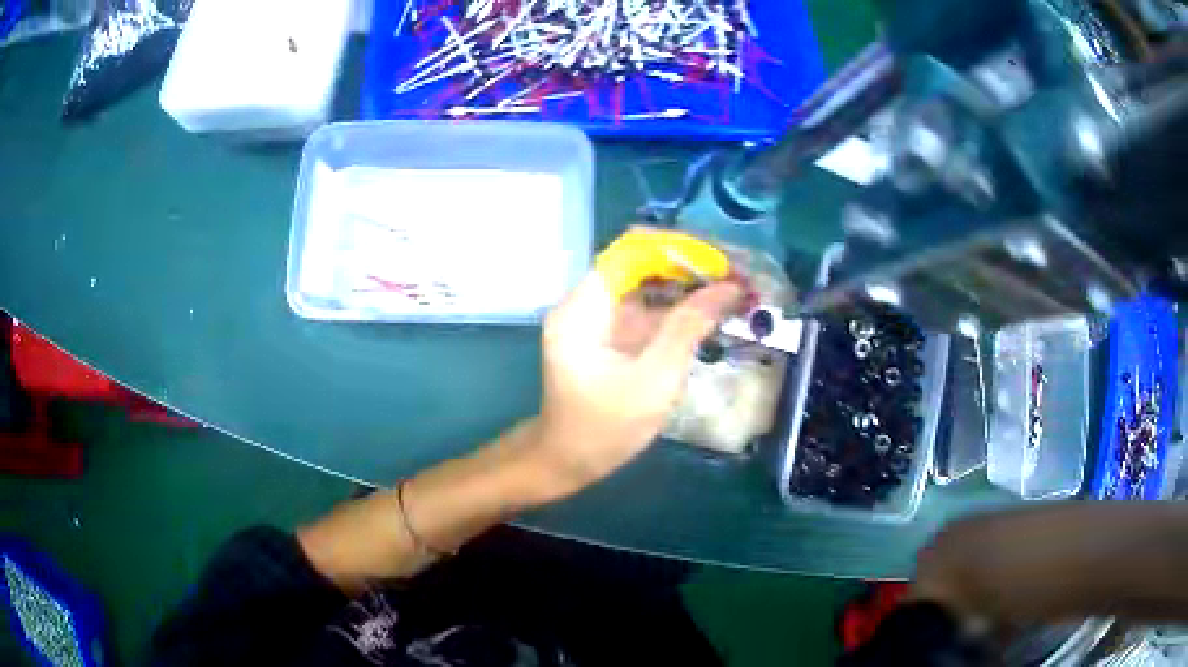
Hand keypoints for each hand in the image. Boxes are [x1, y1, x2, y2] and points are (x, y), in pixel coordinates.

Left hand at [525, 258, 740, 496]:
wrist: (567, 461)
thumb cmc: (605, 429)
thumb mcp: (654, 380)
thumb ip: (688, 328)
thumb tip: (728, 288)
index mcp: (583, 308)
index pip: (631, 251)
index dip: (678, 250)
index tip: (721, 264)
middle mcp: (586, 302)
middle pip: (640, 263)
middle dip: (689, 266)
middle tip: (736, 278)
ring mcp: (596, 317)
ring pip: (646, 284)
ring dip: (687, 285)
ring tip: (731, 291)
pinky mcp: (608, 333)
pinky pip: (645, 307)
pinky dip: (677, 307)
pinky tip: (709, 313)